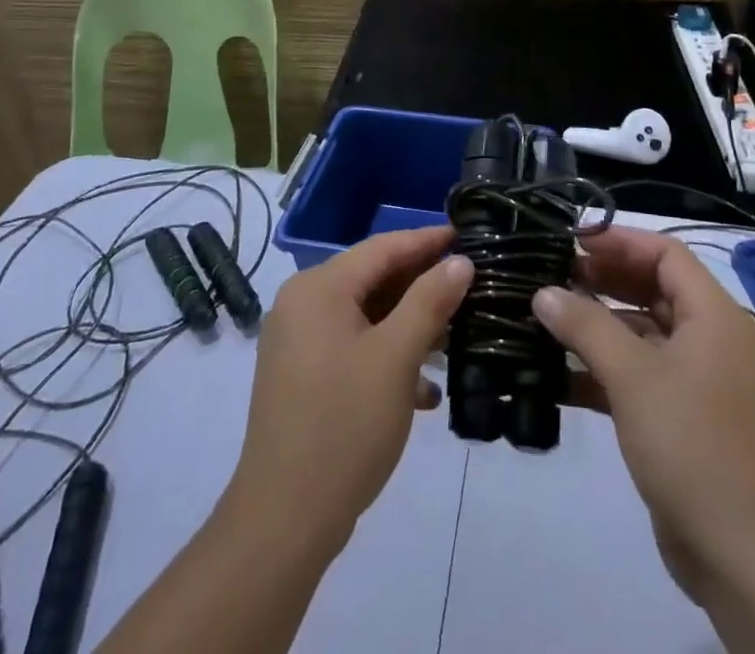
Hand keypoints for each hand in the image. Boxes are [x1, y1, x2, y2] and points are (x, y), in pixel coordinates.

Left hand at [226, 228, 472, 551]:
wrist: (285, 519)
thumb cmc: (344, 426)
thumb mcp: (396, 358)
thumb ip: (429, 302)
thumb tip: (459, 262)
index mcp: (318, 288)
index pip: (382, 248)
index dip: (426, 241)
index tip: (467, 235)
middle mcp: (302, 304)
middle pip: (372, 279)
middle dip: (421, 284)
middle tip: (469, 284)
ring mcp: (299, 342)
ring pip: (365, 315)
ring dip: (408, 324)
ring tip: (456, 333)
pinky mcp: (303, 376)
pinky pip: (353, 346)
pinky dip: (387, 355)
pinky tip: (425, 388)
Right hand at [532, 228, 754, 603]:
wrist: (748, 558)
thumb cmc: (694, 445)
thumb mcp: (634, 377)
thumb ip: (586, 327)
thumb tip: (544, 292)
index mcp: (712, 316)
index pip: (665, 254)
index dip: (620, 241)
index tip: (572, 241)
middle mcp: (708, 339)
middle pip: (652, 290)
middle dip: (604, 280)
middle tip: (552, 275)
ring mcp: (697, 382)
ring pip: (642, 334)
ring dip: (598, 326)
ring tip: (547, 318)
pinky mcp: (681, 419)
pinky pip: (639, 377)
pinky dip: (603, 371)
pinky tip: (558, 376)